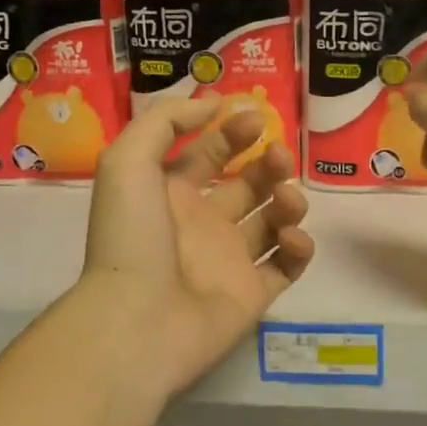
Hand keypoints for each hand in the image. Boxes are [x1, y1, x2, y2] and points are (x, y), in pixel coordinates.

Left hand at [82, 98, 314, 395]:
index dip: (233, 132)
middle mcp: (203, 223)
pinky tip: (291, 237)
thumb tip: (213, 103)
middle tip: (279, 156)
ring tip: (287, 201)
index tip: (257, 118)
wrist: (137, 322)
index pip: (209, 153)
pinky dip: (299, 247)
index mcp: (172, 193)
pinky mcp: (253, 294)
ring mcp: (230, 260)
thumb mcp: (128, 161)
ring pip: (273, 221)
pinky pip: (287, 265)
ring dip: (289, 201)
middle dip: (269, 163)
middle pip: (249, 184)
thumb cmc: (131, 237)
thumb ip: (166, 120)